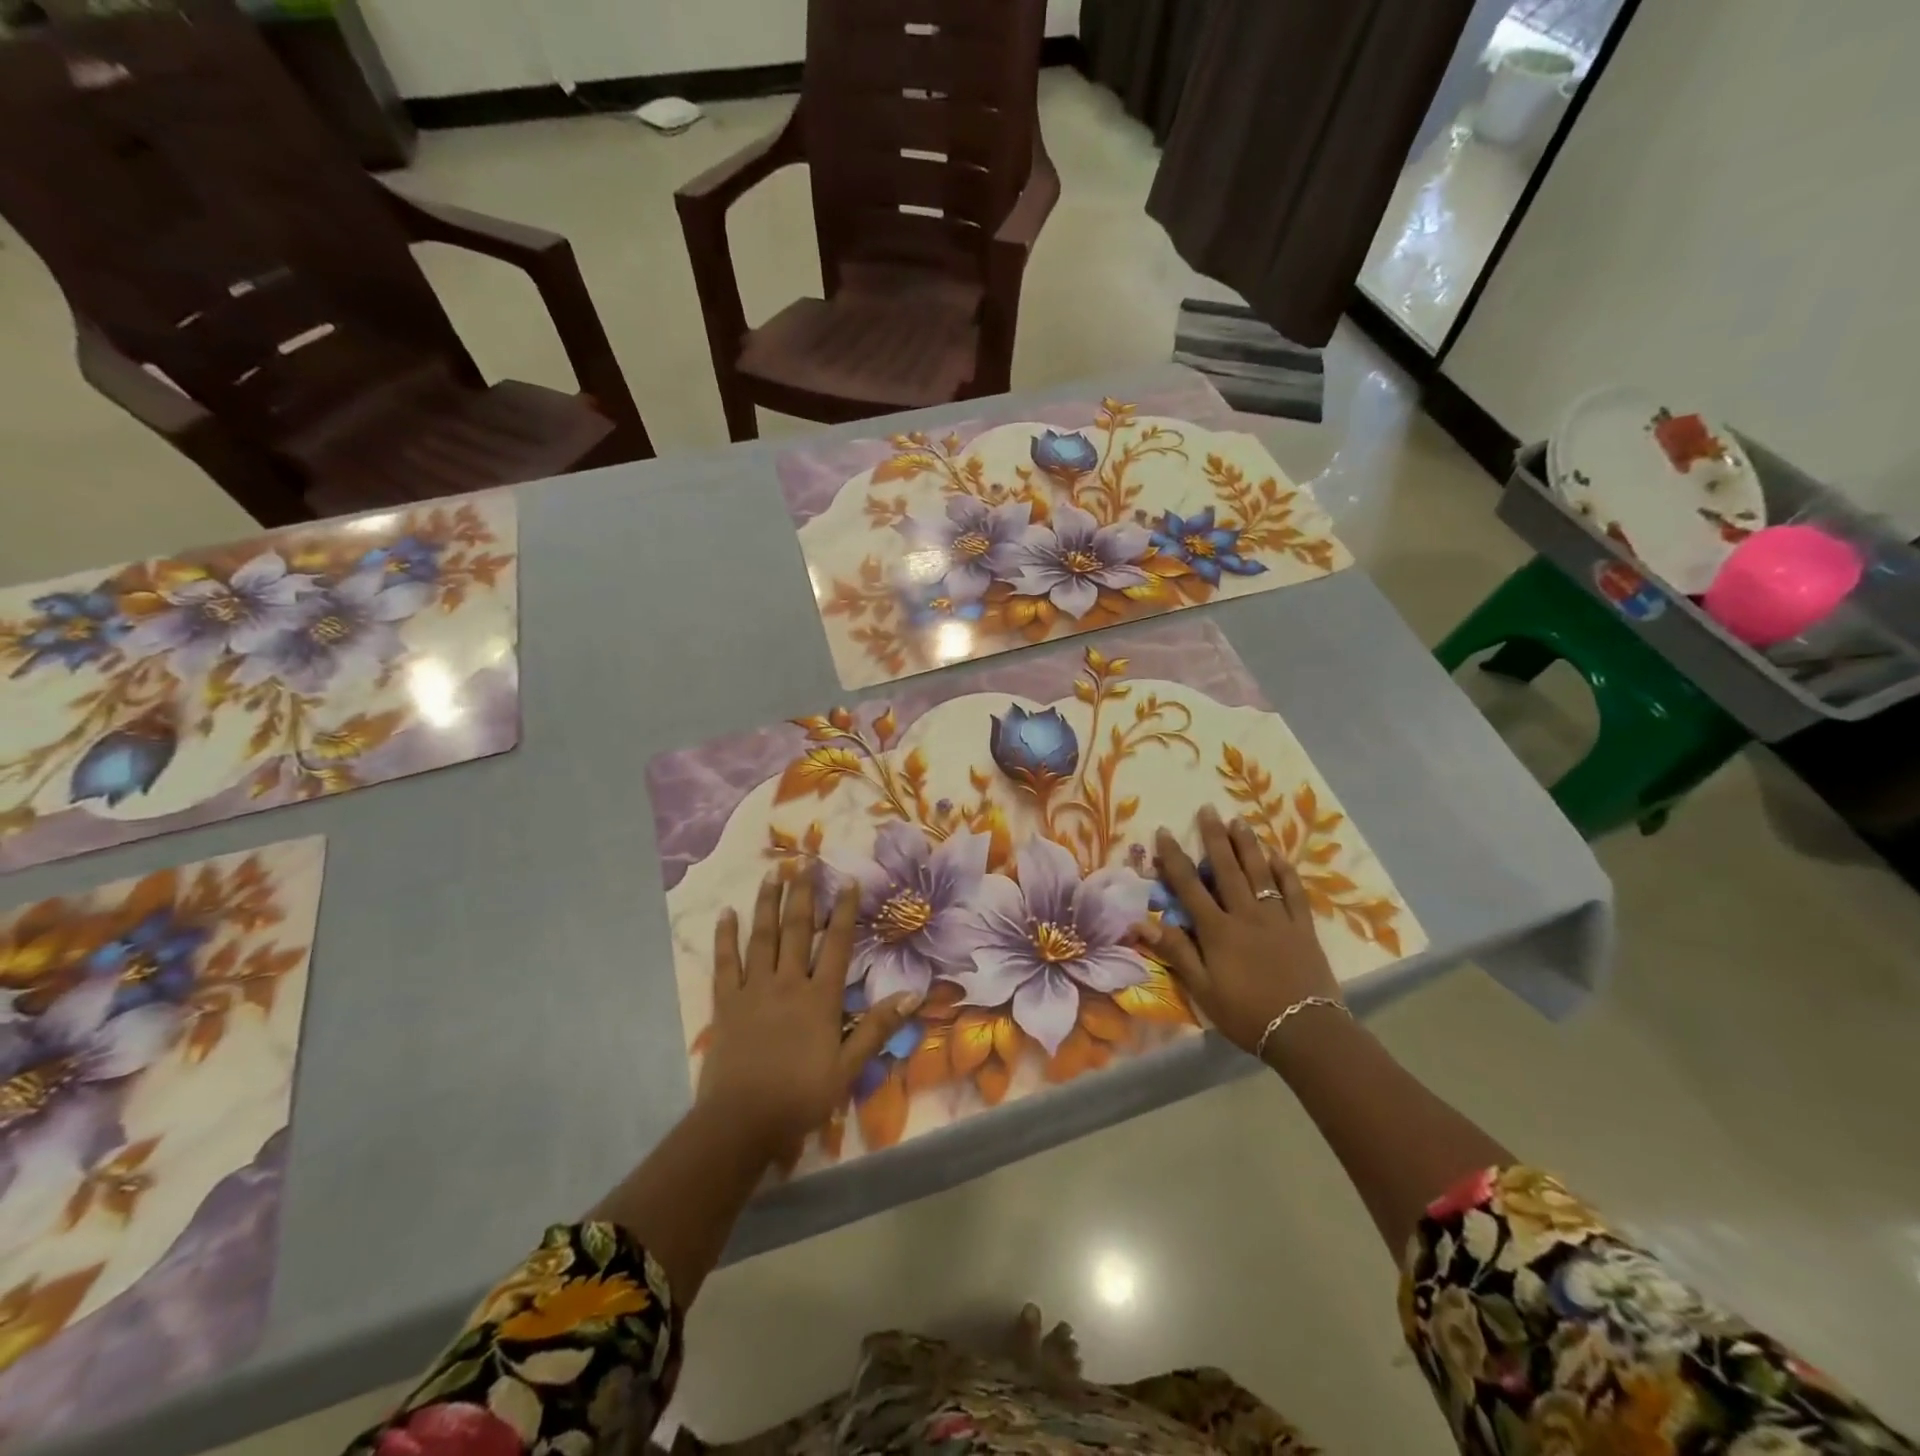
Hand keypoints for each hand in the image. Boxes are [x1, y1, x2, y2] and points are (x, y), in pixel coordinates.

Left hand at [698, 871, 919, 1162]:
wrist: (742, 1122)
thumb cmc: (800, 1096)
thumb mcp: (848, 1068)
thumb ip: (877, 1028)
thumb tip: (913, 995)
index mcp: (820, 998)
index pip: (837, 944)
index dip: (844, 911)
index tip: (848, 881)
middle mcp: (788, 983)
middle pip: (798, 930)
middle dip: (803, 894)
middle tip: (805, 862)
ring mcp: (753, 989)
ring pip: (762, 937)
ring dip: (768, 904)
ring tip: (772, 874)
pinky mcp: (725, 1003)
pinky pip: (725, 963)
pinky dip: (725, 937)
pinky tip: (726, 913)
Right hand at [1140, 807, 1341, 1059]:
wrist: (1305, 1031)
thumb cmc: (1246, 1013)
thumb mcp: (1202, 989)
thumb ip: (1176, 952)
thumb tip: (1142, 922)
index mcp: (1218, 930)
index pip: (1189, 886)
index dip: (1174, 857)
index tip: (1164, 831)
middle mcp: (1246, 915)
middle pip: (1227, 869)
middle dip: (1215, 837)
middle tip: (1208, 809)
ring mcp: (1277, 918)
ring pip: (1260, 873)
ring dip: (1248, 845)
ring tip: (1239, 821)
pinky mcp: (1303, 928)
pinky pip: (1293, 892)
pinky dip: (1284, 872)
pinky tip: (1278, 856)